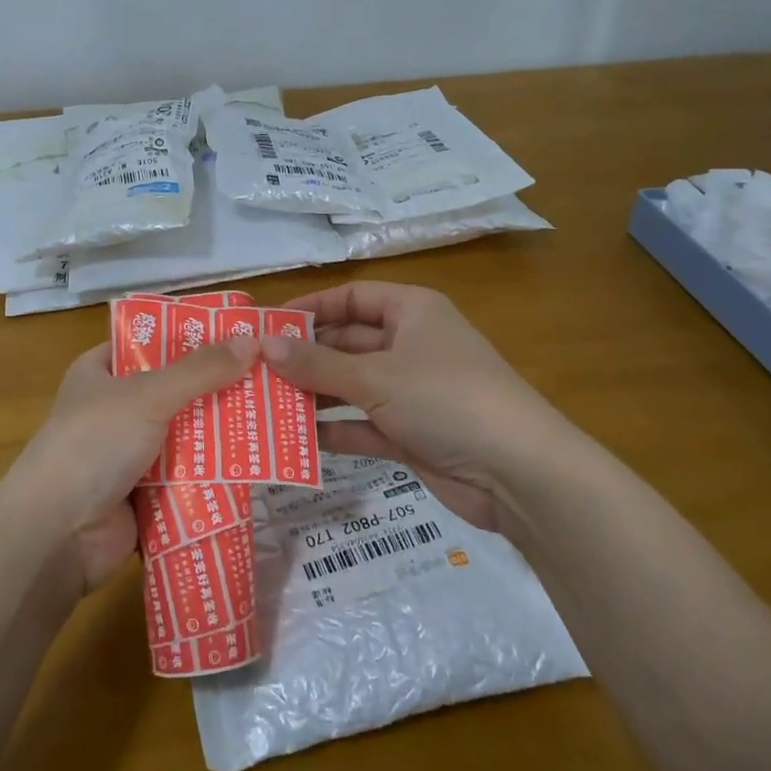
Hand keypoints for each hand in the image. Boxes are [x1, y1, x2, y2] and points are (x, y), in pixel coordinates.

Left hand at [0, 335, 258, 592]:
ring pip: (186, 436)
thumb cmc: (94, 445)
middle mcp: (115, 409)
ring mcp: (129, 454)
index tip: (240, 334)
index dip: (191, 337)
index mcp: (101, 372)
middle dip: (217, 388)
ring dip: (222, 433)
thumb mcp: (148, 396)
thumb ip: (200, 370)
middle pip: (175, 390)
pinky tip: (258, 463)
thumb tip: (252, 340)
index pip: (150, 343)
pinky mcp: (144, 494)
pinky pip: (187, 476)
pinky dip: (214, 473)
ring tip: (277, 417)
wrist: (57, 533)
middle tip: (271, 377)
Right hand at [264, 282, 569, 528]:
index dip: (311, 308)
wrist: (517, 473)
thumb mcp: (376, 376)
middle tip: (253, 371)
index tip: (267, 327)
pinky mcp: (410, 434)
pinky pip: (362, 425)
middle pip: (347, 343)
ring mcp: (411, 392)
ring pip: (351, 386)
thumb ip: (317, 364)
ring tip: (263, 405)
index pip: (353, 297)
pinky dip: (333, 430)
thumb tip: (264, 345)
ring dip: (313, 395)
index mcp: (411, 312)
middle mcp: (410, 346)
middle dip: (304, 358)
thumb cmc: (445, 399)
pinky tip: (293, 439)